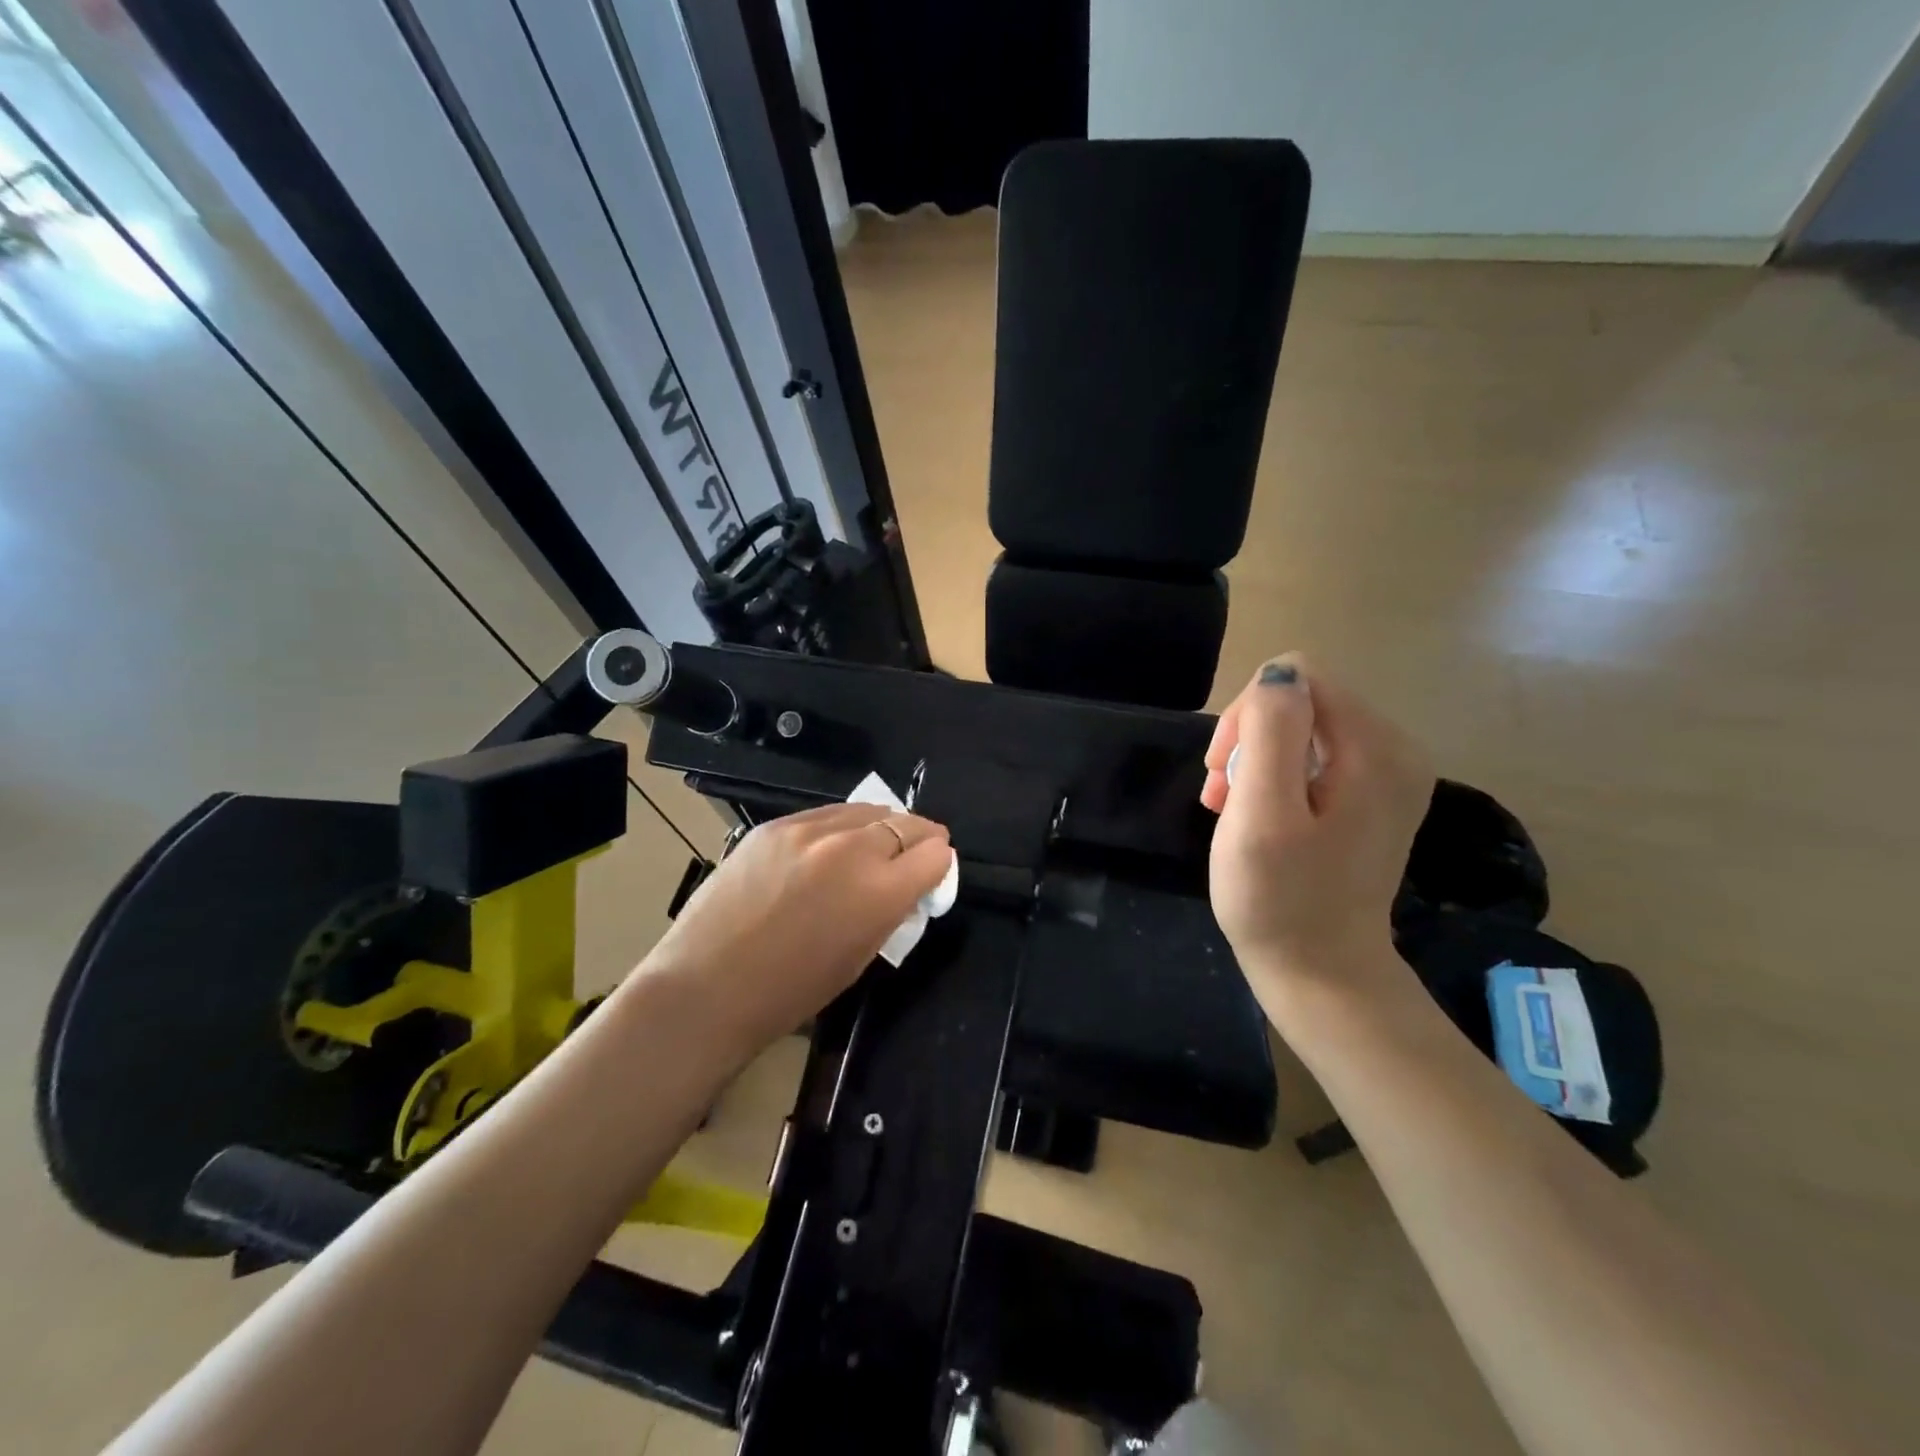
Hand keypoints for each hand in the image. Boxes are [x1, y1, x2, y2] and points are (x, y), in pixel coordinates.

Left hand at [626, 802, 952, 1060]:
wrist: (708, 985)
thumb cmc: (790, 991)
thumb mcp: (859, 957)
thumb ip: (890, 911)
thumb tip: (906, 885)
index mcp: (880, 891)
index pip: (935, 855)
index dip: (939, 865)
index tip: (931, 873)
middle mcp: (852, 849)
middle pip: (907, 823)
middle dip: (918, 839)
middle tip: (915, 853)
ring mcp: (809, 831)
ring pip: (866, 810)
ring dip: (880, 826)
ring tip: (873, 844)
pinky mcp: (775, 826)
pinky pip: (824, 815)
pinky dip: (839, 827)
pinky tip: (829, 847)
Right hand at [1202, 654, 1433, 995]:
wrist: (1321, 975)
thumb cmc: (1279, 899)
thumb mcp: (1261, 812)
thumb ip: (1269, 731)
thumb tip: (1279, 675)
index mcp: (1375, 748)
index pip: (1297, 678)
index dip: (1246, 714)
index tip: (1225, 773)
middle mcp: (1393, 751)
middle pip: (1301, 700)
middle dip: (1248, 738)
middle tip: (1221, 795)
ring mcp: (1386, 776)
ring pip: (1301, 729)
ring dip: (1254, 760)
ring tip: (1231, 809)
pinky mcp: (1371, 799)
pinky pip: (1313, 758)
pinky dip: (1275, 778)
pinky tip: (1256, 814)